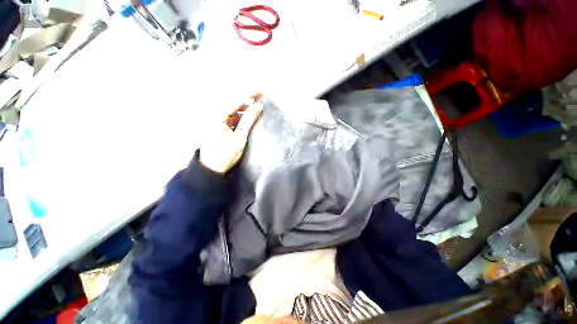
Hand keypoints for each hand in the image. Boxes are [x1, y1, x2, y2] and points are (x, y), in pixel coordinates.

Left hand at [199, 93, 263, 173]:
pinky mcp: (219, 125)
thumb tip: (258, 106)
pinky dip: (241, 114)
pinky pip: (232, 115)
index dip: (249, 94)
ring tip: (258, 105)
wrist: (212, 168)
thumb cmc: (225, 155)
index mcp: (217, 117)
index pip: (236, 100)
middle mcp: (215, 115)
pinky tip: (249, 115)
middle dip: (248, 98)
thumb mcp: (239, 138)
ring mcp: (217, 120)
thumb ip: (248, 121)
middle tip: (262, 96)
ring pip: (233, 109)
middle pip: (234, 102)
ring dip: (245, 106)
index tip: (261, 90)